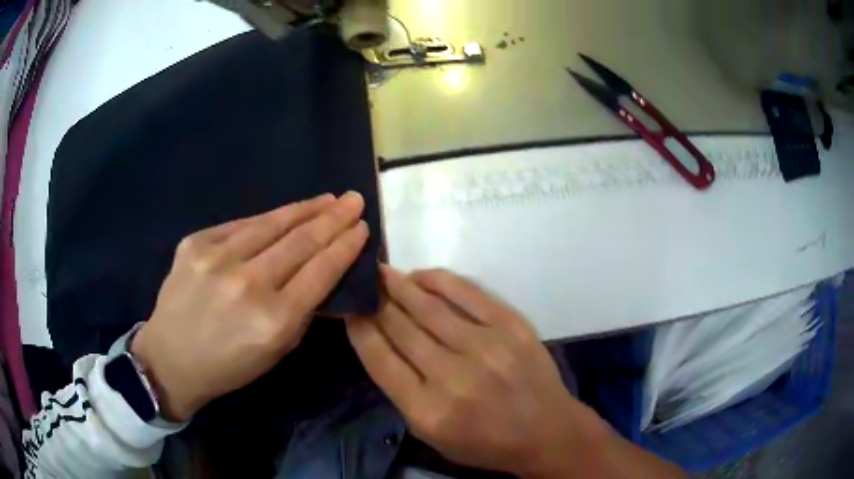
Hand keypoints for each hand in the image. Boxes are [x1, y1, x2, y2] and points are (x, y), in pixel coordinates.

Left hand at [131, 192, 368, 420]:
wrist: (170, 358)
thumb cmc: (229, 365)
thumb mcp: (277, 351)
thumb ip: (303, 311)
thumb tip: (323, 273)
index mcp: (274, 320)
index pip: (321, 271)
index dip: (345, 246)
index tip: (362, 227)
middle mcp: (248, 284)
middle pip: (301, 241)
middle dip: (333, 218)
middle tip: (353, 200)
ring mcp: (217, 258)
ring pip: (271, 224)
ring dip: (304, 209)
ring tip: (326, 198)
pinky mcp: (195, 243)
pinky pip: (240, 225)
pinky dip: (266, 219)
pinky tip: (284, 213)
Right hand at [346, 266, 609, 477]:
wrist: (546, 431)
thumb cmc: (485, 442)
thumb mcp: (432, 435)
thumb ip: (402, 392)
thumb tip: (381, 342)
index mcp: (428, 411)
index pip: (380, 359)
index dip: (360, 329)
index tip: (349, 309)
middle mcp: (453, 377)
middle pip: (401, 328)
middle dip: (376, 301)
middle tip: (364, 283)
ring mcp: (486, 347)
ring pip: (429, 307)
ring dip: (401, 285)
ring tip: (384, 272)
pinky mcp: (512, 327)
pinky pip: (468, 293)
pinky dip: (440, 280)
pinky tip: (421, 275)